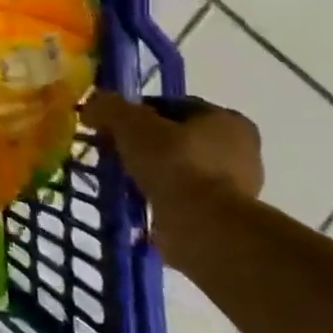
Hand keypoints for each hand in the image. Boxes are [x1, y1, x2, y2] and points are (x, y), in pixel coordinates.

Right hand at [79, 92, 263, 228]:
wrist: (203, 226)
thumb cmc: (175, 163)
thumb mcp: (131, 124)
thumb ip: (109, 108)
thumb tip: (92, 106)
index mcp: (227, 120)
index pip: (174, 106)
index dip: (139, 112)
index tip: (112, 125)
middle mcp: (240, 151)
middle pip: (177, 138)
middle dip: (145, 144)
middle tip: (113, 151)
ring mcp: (235, 188)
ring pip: (178, 169)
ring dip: (151, 173)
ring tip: (119, 179)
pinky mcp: (222, 217)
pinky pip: (180, 198)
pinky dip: (158, 197)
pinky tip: (135, 201)